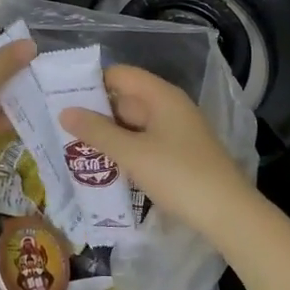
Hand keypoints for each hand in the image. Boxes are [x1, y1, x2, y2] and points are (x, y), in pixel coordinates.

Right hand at [58, 65, 253, 243]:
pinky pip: (144, 142)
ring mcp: (176, 131)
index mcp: (162, 96)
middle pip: (125, 99)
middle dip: (95, 111)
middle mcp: (170, 107)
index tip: (62, 96)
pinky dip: (125, 149)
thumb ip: (97, 131)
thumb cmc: (179, 175)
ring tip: (73, 146)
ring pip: (134, 124)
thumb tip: (65, 111)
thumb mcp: (132, 154)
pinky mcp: (179, 155)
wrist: (229, 215)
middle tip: (60, 126)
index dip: (91, 82)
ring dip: (108, 133)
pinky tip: (104, 165)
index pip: (120, 75)